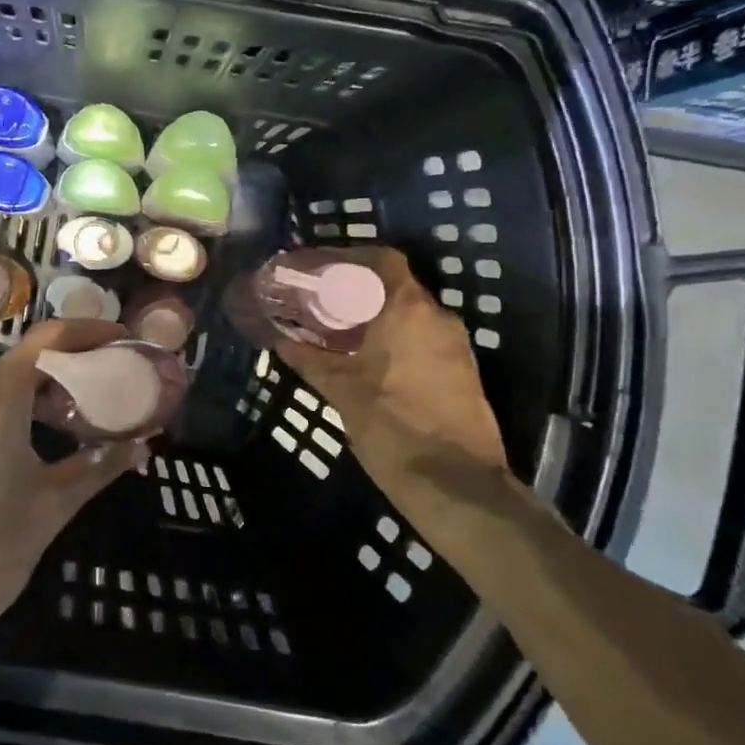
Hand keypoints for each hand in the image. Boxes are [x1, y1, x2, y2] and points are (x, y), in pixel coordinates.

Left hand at [0, 319, 147, 646]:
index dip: (89, 331)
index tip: (121, 340)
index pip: (49, 338)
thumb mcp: (51, 506)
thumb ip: (99, 466)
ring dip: (34, 394)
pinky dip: (4, 413)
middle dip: (66, 370)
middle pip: (23, 361)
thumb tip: (141, 446)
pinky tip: (23, 447)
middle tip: (104, 391)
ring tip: (70, 423)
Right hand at [232, 248, 510, 519]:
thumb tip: (281, 340)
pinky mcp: (463, 373)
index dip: (351, 258)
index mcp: (408, 310)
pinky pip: (424, 340)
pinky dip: (397, 340)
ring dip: (378, 317)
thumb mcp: (341, 391)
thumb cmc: (392, 427)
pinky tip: (370, 361)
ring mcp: (456, 346)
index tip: (322, 270)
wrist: (457, 486)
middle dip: (359, 291)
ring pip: (412, 315)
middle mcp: (438, 318)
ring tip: (341, 332)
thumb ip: (310, 359)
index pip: (383, 260)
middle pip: (396, 286)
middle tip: (322, 303)